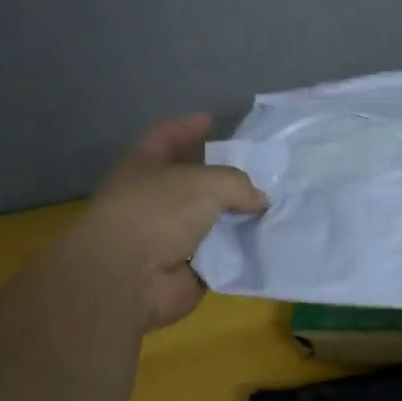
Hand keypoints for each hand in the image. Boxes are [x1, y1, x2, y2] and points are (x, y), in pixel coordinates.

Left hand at [74, 115, 267, 331]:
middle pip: (192, 180)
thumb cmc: (159, 211)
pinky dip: (238, 250)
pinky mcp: (181, 269)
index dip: (188, 127)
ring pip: (207, 219)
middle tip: (259, 169)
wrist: (128, 279)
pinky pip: (217, 254)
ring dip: (235, 216)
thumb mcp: (208, 182)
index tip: (214, 121)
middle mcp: (151, 197)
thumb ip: (239, 183)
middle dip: (223, 176)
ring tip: (273, 205)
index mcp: (143, 165)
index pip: (167, 136)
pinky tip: (266, 241)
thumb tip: (259, 199)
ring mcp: (164, 235)